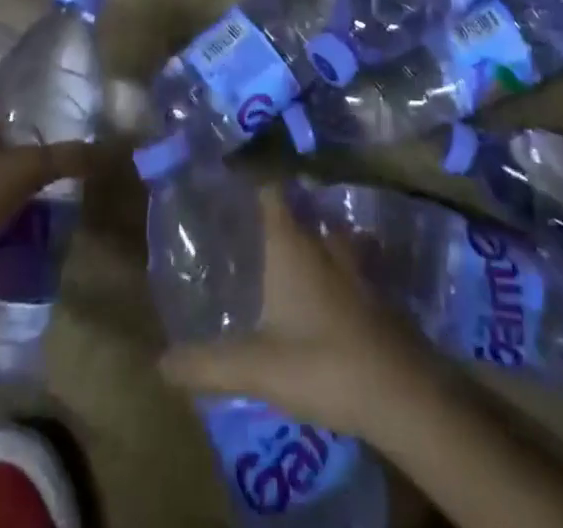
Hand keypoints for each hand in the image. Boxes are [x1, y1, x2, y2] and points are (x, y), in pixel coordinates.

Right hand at [158, 184, 439, 440]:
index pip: (270, 187)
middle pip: (299, 207)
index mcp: (292, 243)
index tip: (230, 167)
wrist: (403, 394)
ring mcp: (355, 263)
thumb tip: (159, 363)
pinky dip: (334, 264)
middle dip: (277, 208)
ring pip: (327, 233)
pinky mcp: (376, 289)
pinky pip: (348, 261)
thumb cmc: (323, 364)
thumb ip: (208, 364)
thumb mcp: (257, 368)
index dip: (251, 174)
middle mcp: (323, 241)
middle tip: (250, 216)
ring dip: (310, 235)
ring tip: (288, 249)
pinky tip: (324, 289)